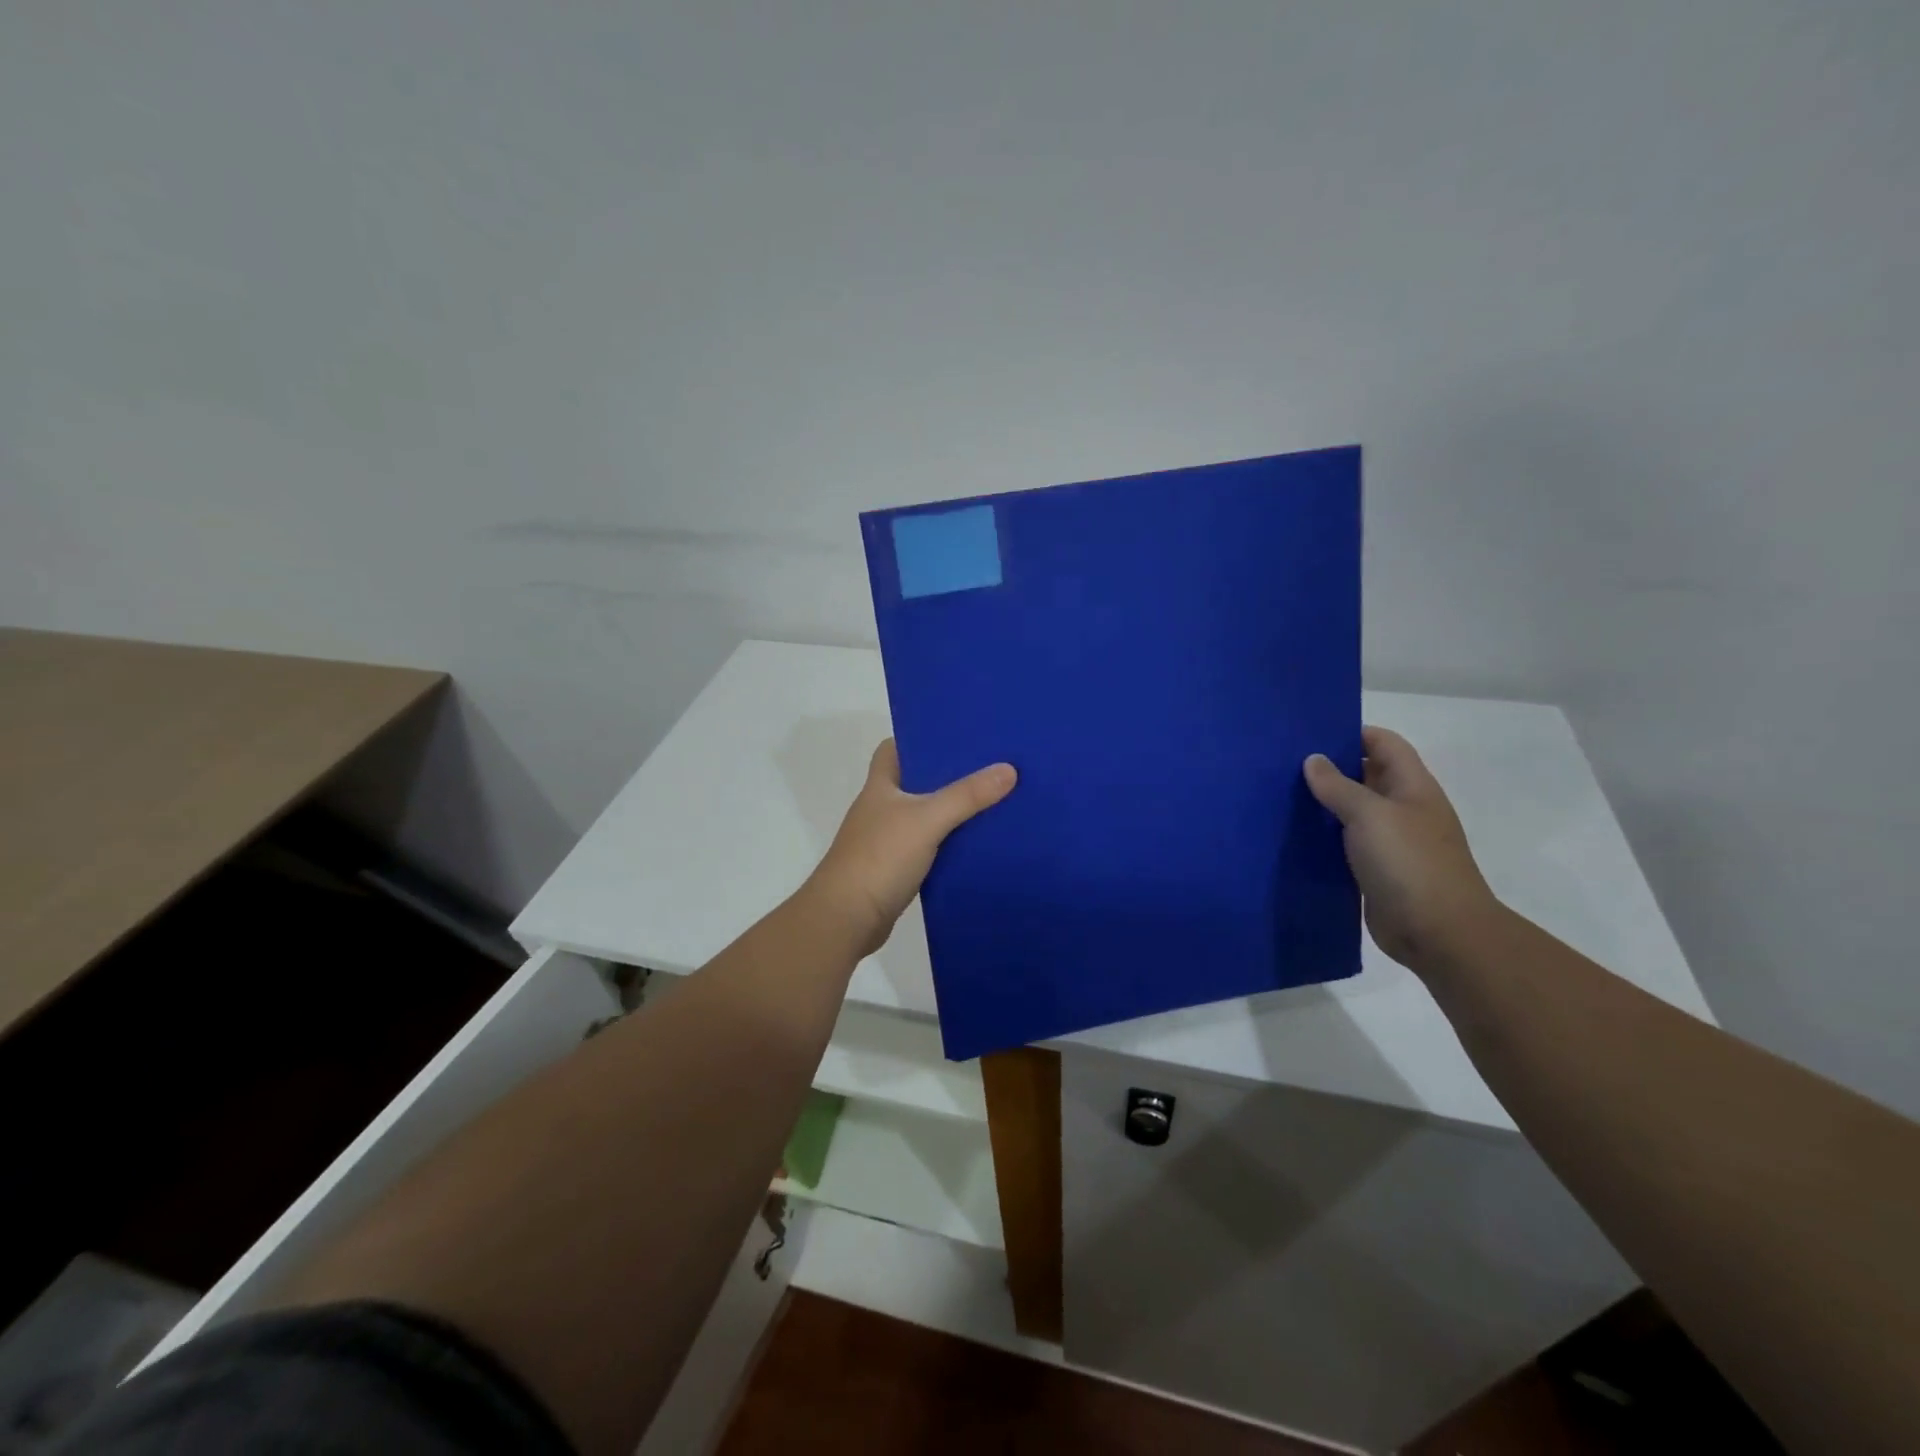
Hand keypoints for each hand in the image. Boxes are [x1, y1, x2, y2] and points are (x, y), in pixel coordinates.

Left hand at [806, 739, 1016, 954]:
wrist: (847, 919)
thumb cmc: (879, 858)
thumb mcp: (927, 820)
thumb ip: (966, 796)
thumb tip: (1009, 769)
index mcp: (880, 786)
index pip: (893, 748)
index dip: (919, 739)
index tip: (955, 737)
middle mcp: (881, 808)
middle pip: (916, 781)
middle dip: (948, 775)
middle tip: (988, 767)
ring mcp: (887, 840)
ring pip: (925, 816)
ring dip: (951, 812)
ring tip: (993, 800)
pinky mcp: (897, 869)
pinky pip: (929, 847)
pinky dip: (949, 844)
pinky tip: (977, 844)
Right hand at [1304, 727, 1501, 972]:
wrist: (1438, 933)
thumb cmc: (1409, 863)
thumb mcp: (1370, 815)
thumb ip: (1338, 786)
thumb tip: (1313, 760)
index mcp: (1412, 787)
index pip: (1384, 744)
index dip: (1353, 733)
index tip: (1310, 733)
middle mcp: (1403, 809)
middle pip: (1367, 775)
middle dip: (1330, 767)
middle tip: (1283, 763)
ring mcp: (1391, 841)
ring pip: (1353, 811)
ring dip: (1323, 804)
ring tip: (1280, 795)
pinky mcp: (1376, 870)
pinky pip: (1346, 844)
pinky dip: (1324, 836)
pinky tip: (1293, 835)